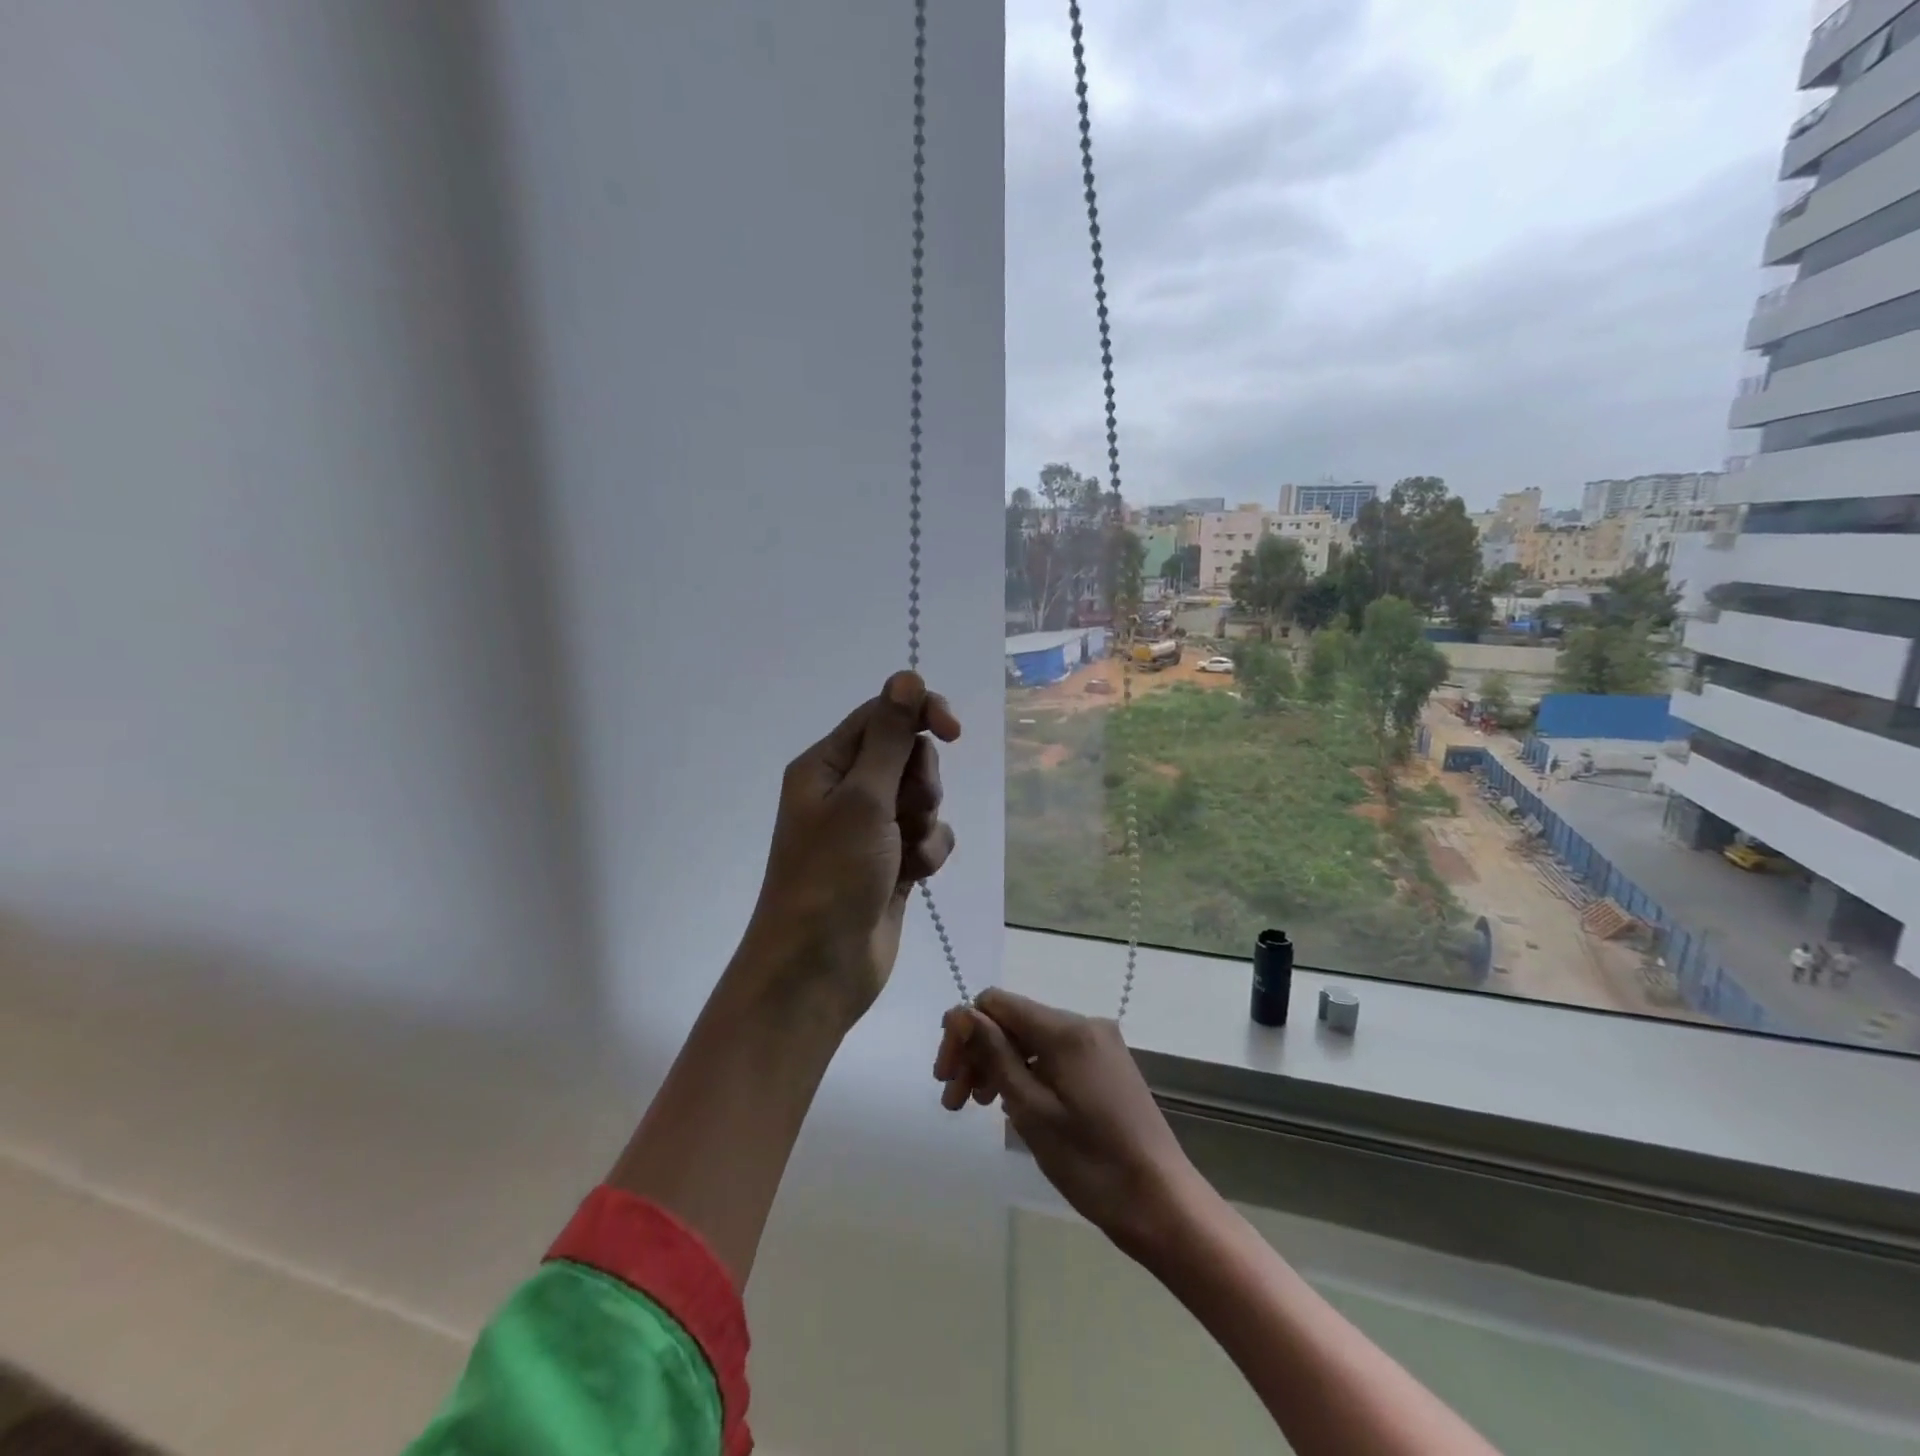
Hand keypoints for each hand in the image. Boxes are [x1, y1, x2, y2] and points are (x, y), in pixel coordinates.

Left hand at [740, 671, 960, 1019]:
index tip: (954, 731)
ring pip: (923, 798)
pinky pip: (927, 837)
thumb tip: (907, 676)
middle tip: (905, 811)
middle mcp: (846, 791)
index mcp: (827, 765)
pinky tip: (914, 877)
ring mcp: (870, 829)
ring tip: (905, 852)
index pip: (882, 715)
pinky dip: (927, 852)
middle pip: (908, 756)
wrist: (818, 969)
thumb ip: (891, 737)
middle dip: (920, 782)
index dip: (921, 715)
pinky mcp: (891, 862)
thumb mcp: (863, 798)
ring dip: (925, 822)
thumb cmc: (831, 875)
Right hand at [934, 989, 1205, 1259]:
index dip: (963, 1031)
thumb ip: (994, 1054)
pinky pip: (1053, 1056)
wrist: (1163, 1204)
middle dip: (977, 1053)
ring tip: (977, 1108)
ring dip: (998, 1066)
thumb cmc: (1091, 1162)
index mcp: (1066, 1029)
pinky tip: (1013, 1106)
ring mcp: (1098, 1045)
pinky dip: (1027, 1074)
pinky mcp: (1106, 1066)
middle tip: (954, 1102)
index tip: (946, 1077)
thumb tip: (960, 1012)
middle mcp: (1083, 1024)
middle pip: (1013, 1022)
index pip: (996, 1003)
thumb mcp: (1031, 1110)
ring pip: (1031, 1041)